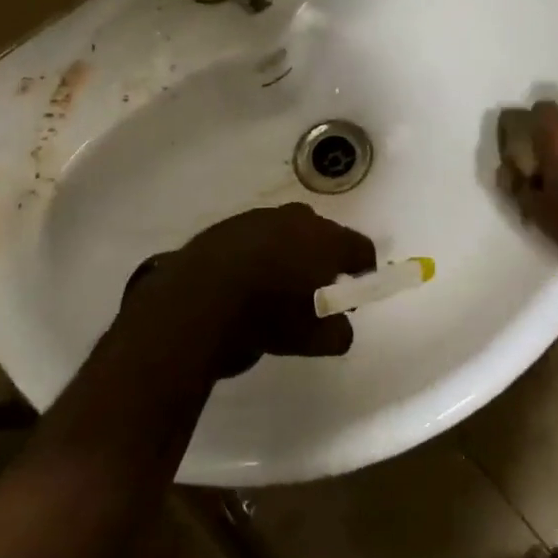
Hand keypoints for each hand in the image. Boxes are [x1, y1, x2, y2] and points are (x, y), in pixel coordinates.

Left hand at [125, 203, 375, 377]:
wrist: (194, 300)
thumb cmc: (264, 316)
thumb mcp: (308, 340)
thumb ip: (336, 334)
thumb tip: (341, 329)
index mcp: (326, 240)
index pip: (360, 248)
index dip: (363, 271)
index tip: (356, 291)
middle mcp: (297, 219)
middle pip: (324, 236)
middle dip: (324, 260)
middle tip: (315, 293)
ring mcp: (260, 217)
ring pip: (287, 233)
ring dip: (289, 255)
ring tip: (276, 289)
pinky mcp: (228, 225)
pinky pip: (255, 239)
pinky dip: (258, 255)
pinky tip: (244, 283)